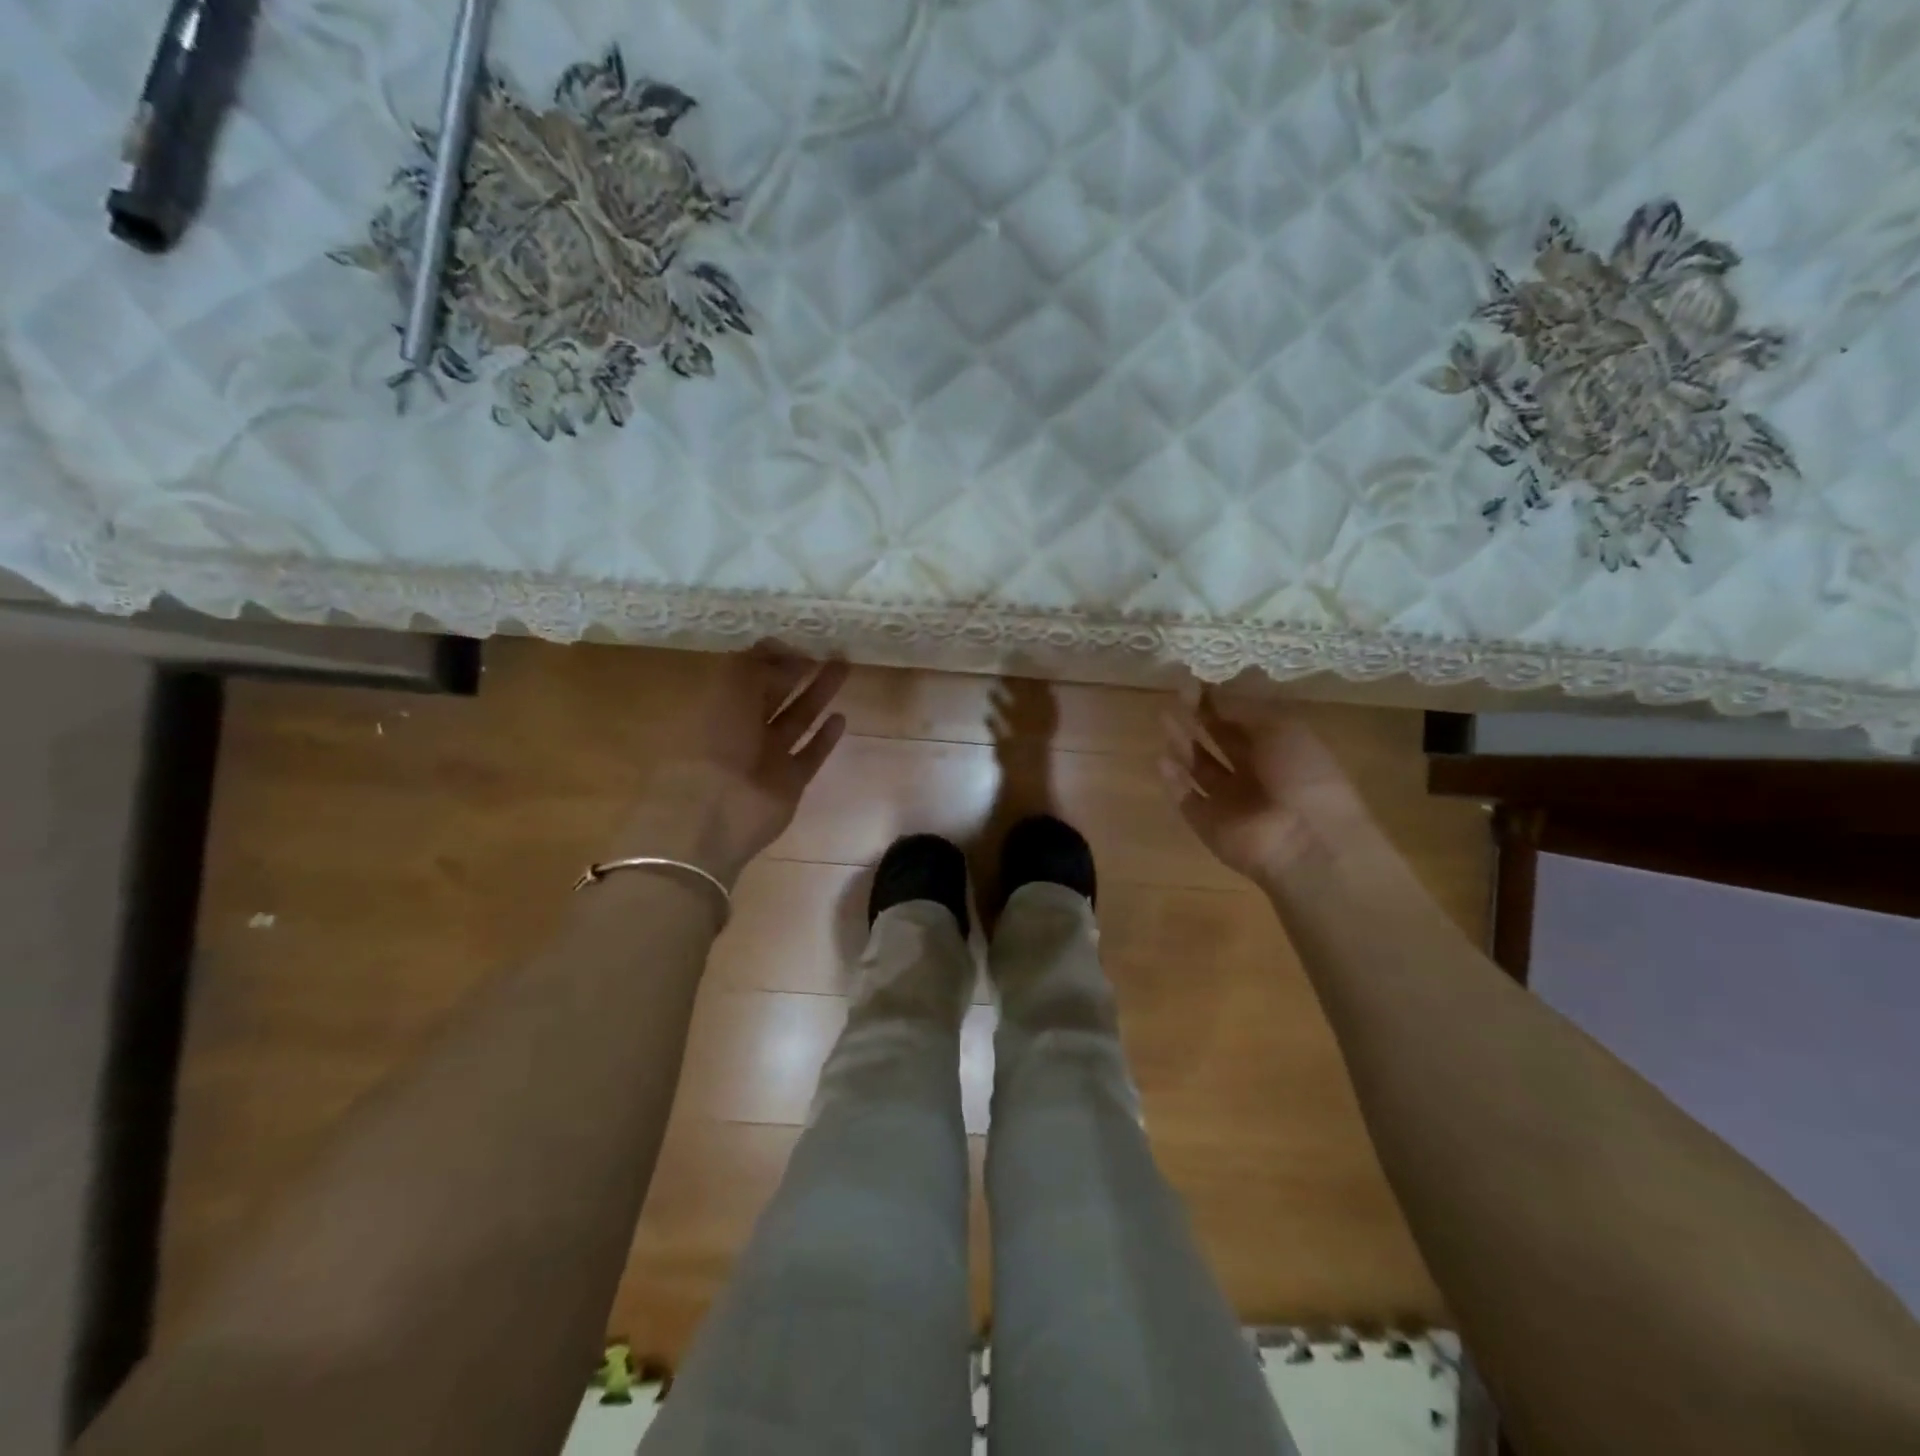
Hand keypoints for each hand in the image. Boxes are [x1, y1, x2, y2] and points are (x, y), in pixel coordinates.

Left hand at [616, 646, 849, 885]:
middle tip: (831, 651)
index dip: (773, 657)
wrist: (716, 812)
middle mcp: (742, 730)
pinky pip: (809, 754)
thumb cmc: (716, 740)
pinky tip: (841, 718)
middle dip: (800, 672)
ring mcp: (767, 758)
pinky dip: (824, 738)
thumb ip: (758, 665)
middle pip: (775, 694)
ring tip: (844, 670)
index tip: (801, 643)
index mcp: (719, 705)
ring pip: (797, 719)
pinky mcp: (788, 783)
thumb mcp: (731, 687)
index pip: (749, 674)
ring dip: (818, 695)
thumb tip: (787, 653)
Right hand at [1159, 691, 1371, 884]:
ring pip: (1200, 767)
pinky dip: (1173, 781)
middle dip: (1199, 717)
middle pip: (1220, 740)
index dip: (1220, 699)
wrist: (1306, 843)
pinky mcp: (1209, 824)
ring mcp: (1230, 800)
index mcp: (1280, 748)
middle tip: (1176, 693)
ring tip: (1163, 718)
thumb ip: (1241, 708)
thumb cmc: (1302, 775)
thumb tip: (1213, 690)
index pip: (1244, 718)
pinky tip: (1160, 760)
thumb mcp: (1279, 728)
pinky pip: (1187, 799)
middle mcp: (1254, 772)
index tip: (1195, 681)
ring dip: (1182, 743)